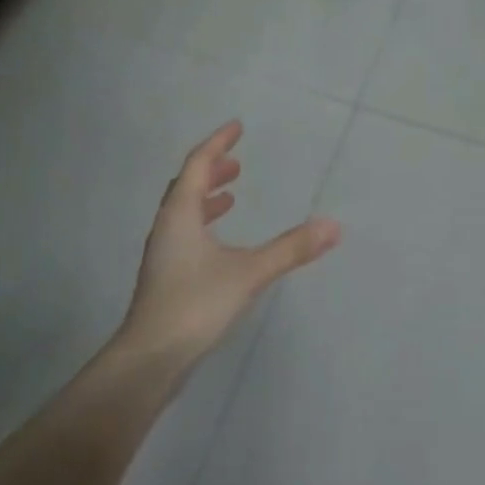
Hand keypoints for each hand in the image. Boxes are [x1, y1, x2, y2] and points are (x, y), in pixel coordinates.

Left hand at [118, 120, 340, 374]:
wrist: (151, 357)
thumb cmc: (196, 305)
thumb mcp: (249, 273)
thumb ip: (291, 249)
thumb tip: (333, 226)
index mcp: (181, 215)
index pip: (197, 165)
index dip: (217, 143)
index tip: (237, 127)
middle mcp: (167, 228)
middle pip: (186, 187)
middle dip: (212, 171)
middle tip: (237, 164)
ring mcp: (164, 254)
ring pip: (184, 213)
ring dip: (207, 199)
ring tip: (231, 197)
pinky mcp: (167, 277)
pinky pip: (186, 235)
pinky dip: (205, 225)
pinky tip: (221, 246)